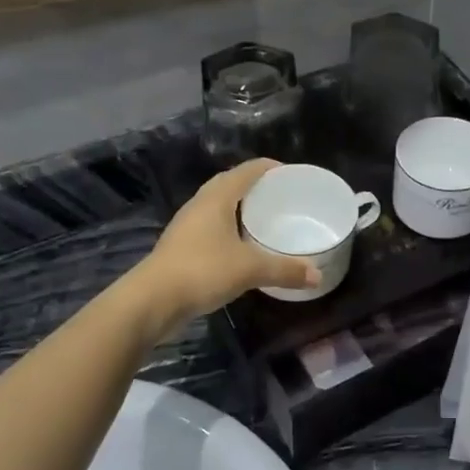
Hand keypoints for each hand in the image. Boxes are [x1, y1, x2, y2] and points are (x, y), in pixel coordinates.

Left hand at [140, 160, 319, 319]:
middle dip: (257, 187)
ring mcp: (187, 225)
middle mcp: (200, 204)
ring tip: (266, 219)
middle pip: (231, 184)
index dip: (271, 168)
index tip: (293, 174)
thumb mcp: (250, 269)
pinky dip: (230, 229)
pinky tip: (243, 246)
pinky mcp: (182, 246)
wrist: (152, 301)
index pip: (248, 170)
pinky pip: (212, 226)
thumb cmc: (202, 270)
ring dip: (241, 208)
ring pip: (219, 206)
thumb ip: (285, 269)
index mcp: (217, 197)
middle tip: (283, 196)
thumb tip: (317, 274)